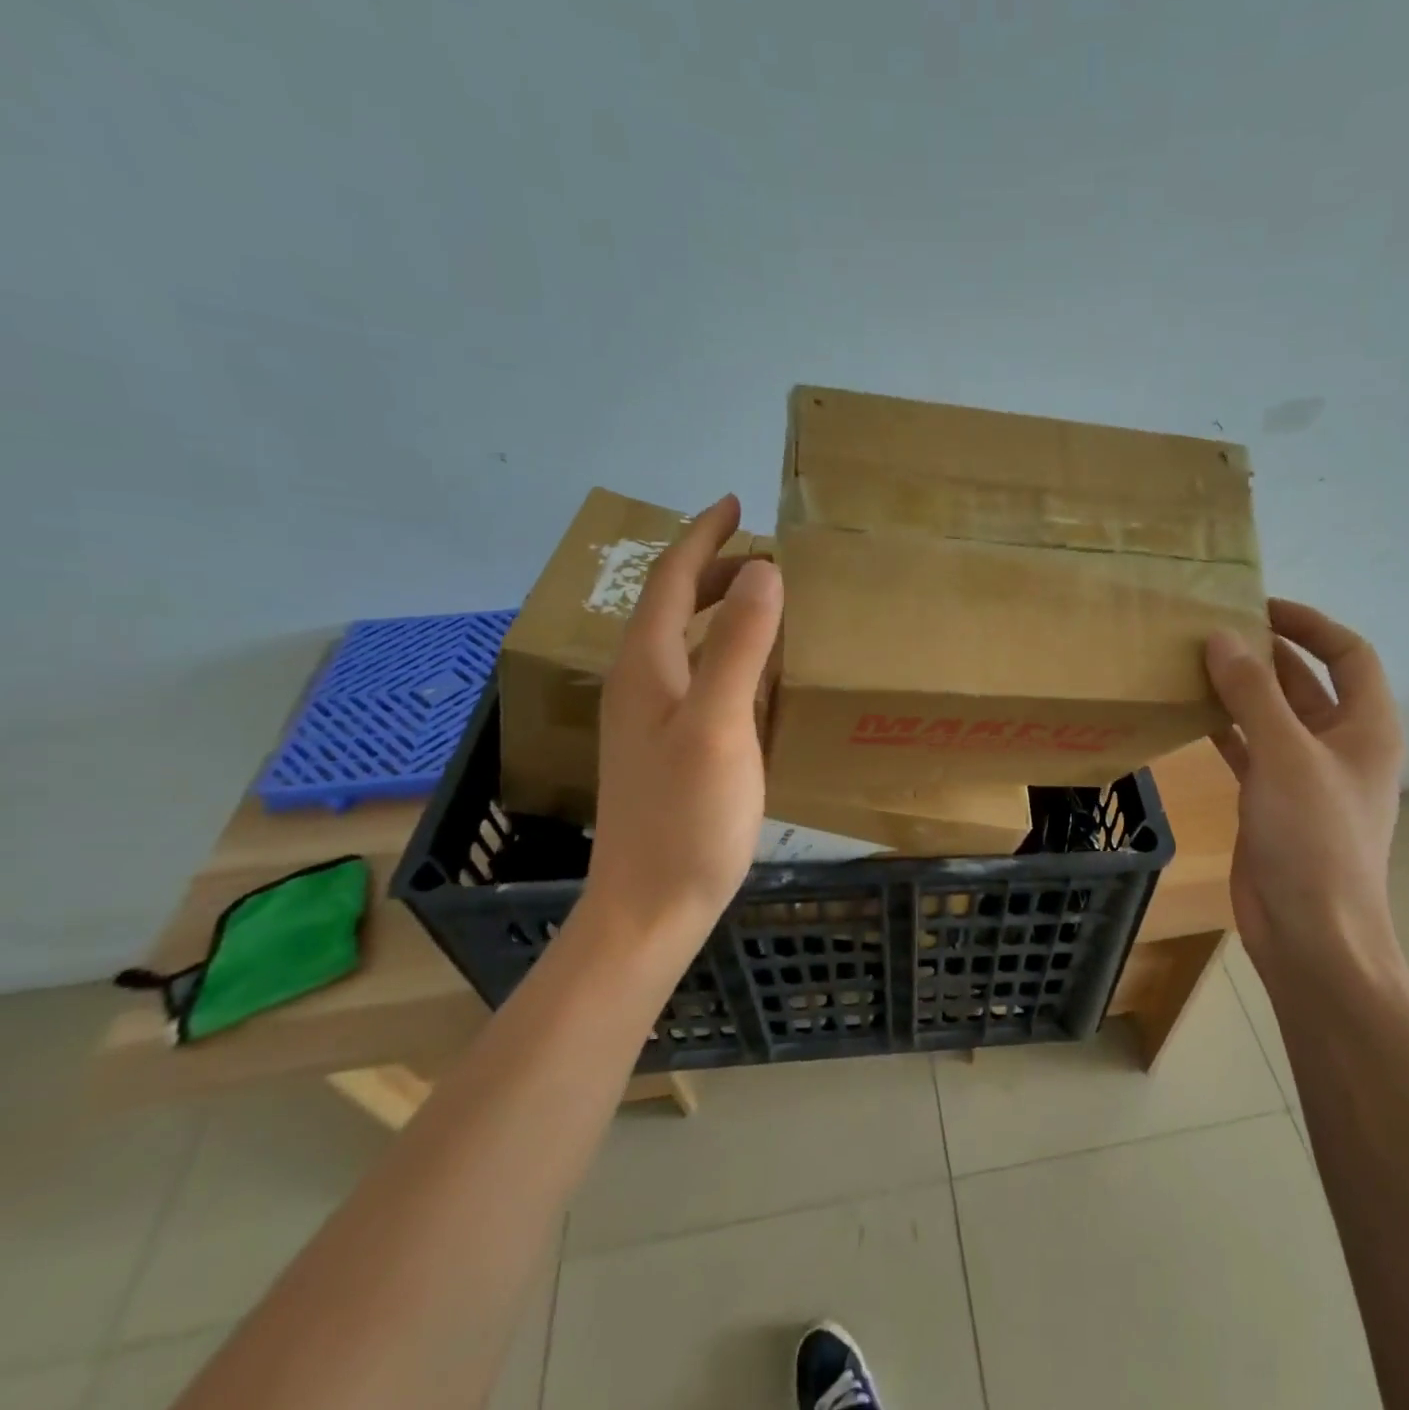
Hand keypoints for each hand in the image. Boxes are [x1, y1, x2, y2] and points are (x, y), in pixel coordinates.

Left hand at [578, 494, 782, 967]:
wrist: (651, 906)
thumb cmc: (687, 817)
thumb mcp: (719, 725)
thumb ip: (738, 646)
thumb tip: (765, 571)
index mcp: (647, 666)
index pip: (671, 580)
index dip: (702, 537)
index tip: (735, 504)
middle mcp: (641, 683)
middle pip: (673, 607)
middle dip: (715, 570)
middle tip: (766, 557)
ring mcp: (651, 718)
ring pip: (685, 642)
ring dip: (720, 611)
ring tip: (765, 601)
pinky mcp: (668, 747)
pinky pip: (698, 677)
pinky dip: (727, 654)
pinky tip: (757, 671)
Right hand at [1204, 599, 1404, 982]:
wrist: (1310, 931)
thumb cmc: (1313, 839)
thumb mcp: (1285, 756)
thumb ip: (1253, 694)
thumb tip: (1222, 638)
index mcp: (1366, 728)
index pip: (1348, 654)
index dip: (1310, 624)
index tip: (1260, 606)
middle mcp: (1339, 745)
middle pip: (1305, 682)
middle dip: (1265, 654)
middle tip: (1212, 629)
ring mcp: (1303, 775)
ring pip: (1271, 716)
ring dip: (1239, 690)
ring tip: (1193, 662)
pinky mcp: (1270, 800)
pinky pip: (1247, 749)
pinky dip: (1223, 728)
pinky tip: (1189, 713)